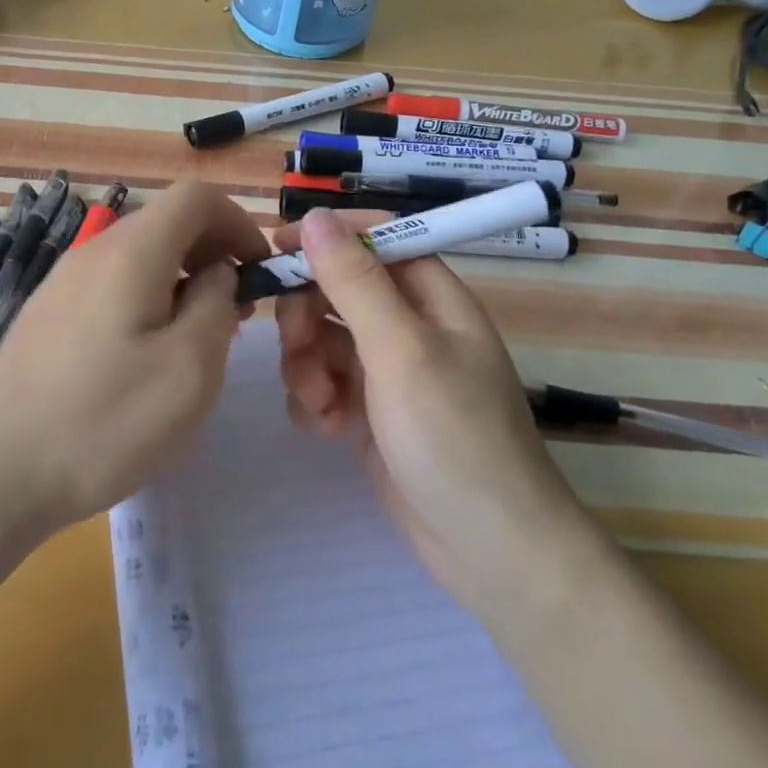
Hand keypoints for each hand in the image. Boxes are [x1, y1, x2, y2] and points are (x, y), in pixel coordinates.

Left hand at [0, 180, 269, 534]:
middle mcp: (92, 251)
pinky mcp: (46, 315)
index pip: (196, 196)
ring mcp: (62, 282)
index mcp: (131, 252)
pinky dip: (146, 300)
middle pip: (166, 222)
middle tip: (236, 311)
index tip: (259, 271)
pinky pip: (110, 285)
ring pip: (138, 256)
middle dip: (212, 253)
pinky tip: (145, 357)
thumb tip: (216, 274)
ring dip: (180, 280)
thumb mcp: (189, 369)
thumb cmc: (104, 421)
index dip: (239, 222)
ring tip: (195, 338)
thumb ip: (217, 306)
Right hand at [275, 208, 584, 598]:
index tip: (278, 249)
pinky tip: (325, 429)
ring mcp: (389, 370)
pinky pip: (325, 381)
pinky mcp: (371, 410)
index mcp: (432, 297)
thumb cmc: (453, 436)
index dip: (328, 238)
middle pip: (339, 289)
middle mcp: (411, 325)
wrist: (488, 549)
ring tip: (320, 405)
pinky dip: (316, 399)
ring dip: (307, 365)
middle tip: (297, 348)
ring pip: (324, 337)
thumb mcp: (400, 350)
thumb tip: (316, 218)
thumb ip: (355, 282)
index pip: (376, 239)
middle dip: (308, 316)